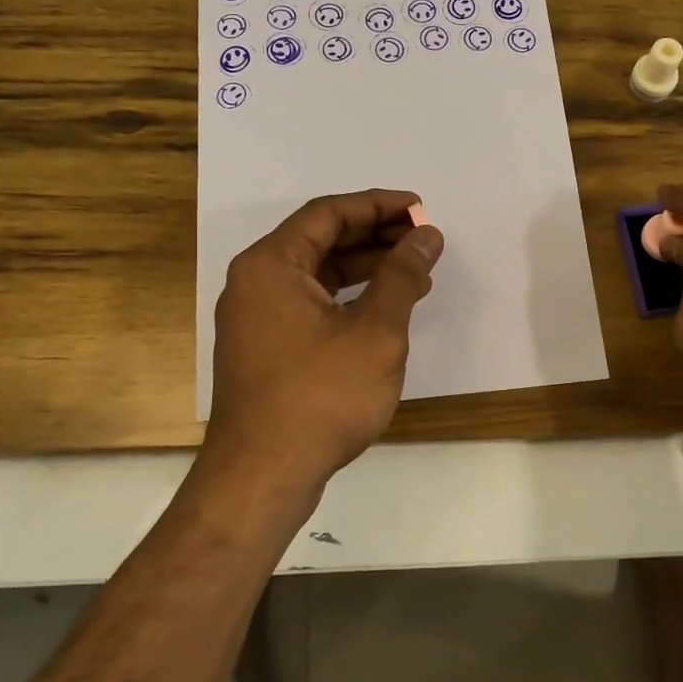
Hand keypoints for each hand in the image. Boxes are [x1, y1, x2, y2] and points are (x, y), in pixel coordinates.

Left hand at [205, 189, 443, 498]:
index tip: (420, 208)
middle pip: (321, 240)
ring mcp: (257, 317)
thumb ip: (402, 276)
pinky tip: (385, 309)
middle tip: (424, 239)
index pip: (328, 213)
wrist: (263, 476)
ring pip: (317, 275)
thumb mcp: (375, 331)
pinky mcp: (266, 348)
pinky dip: (349, 298)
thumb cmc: (321, 397)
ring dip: (366, 268)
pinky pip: (311, 304)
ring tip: (416, 272)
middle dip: (376, 236)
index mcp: (271, 264)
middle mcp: (256, 282)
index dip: (378, 205)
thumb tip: (426, 236)